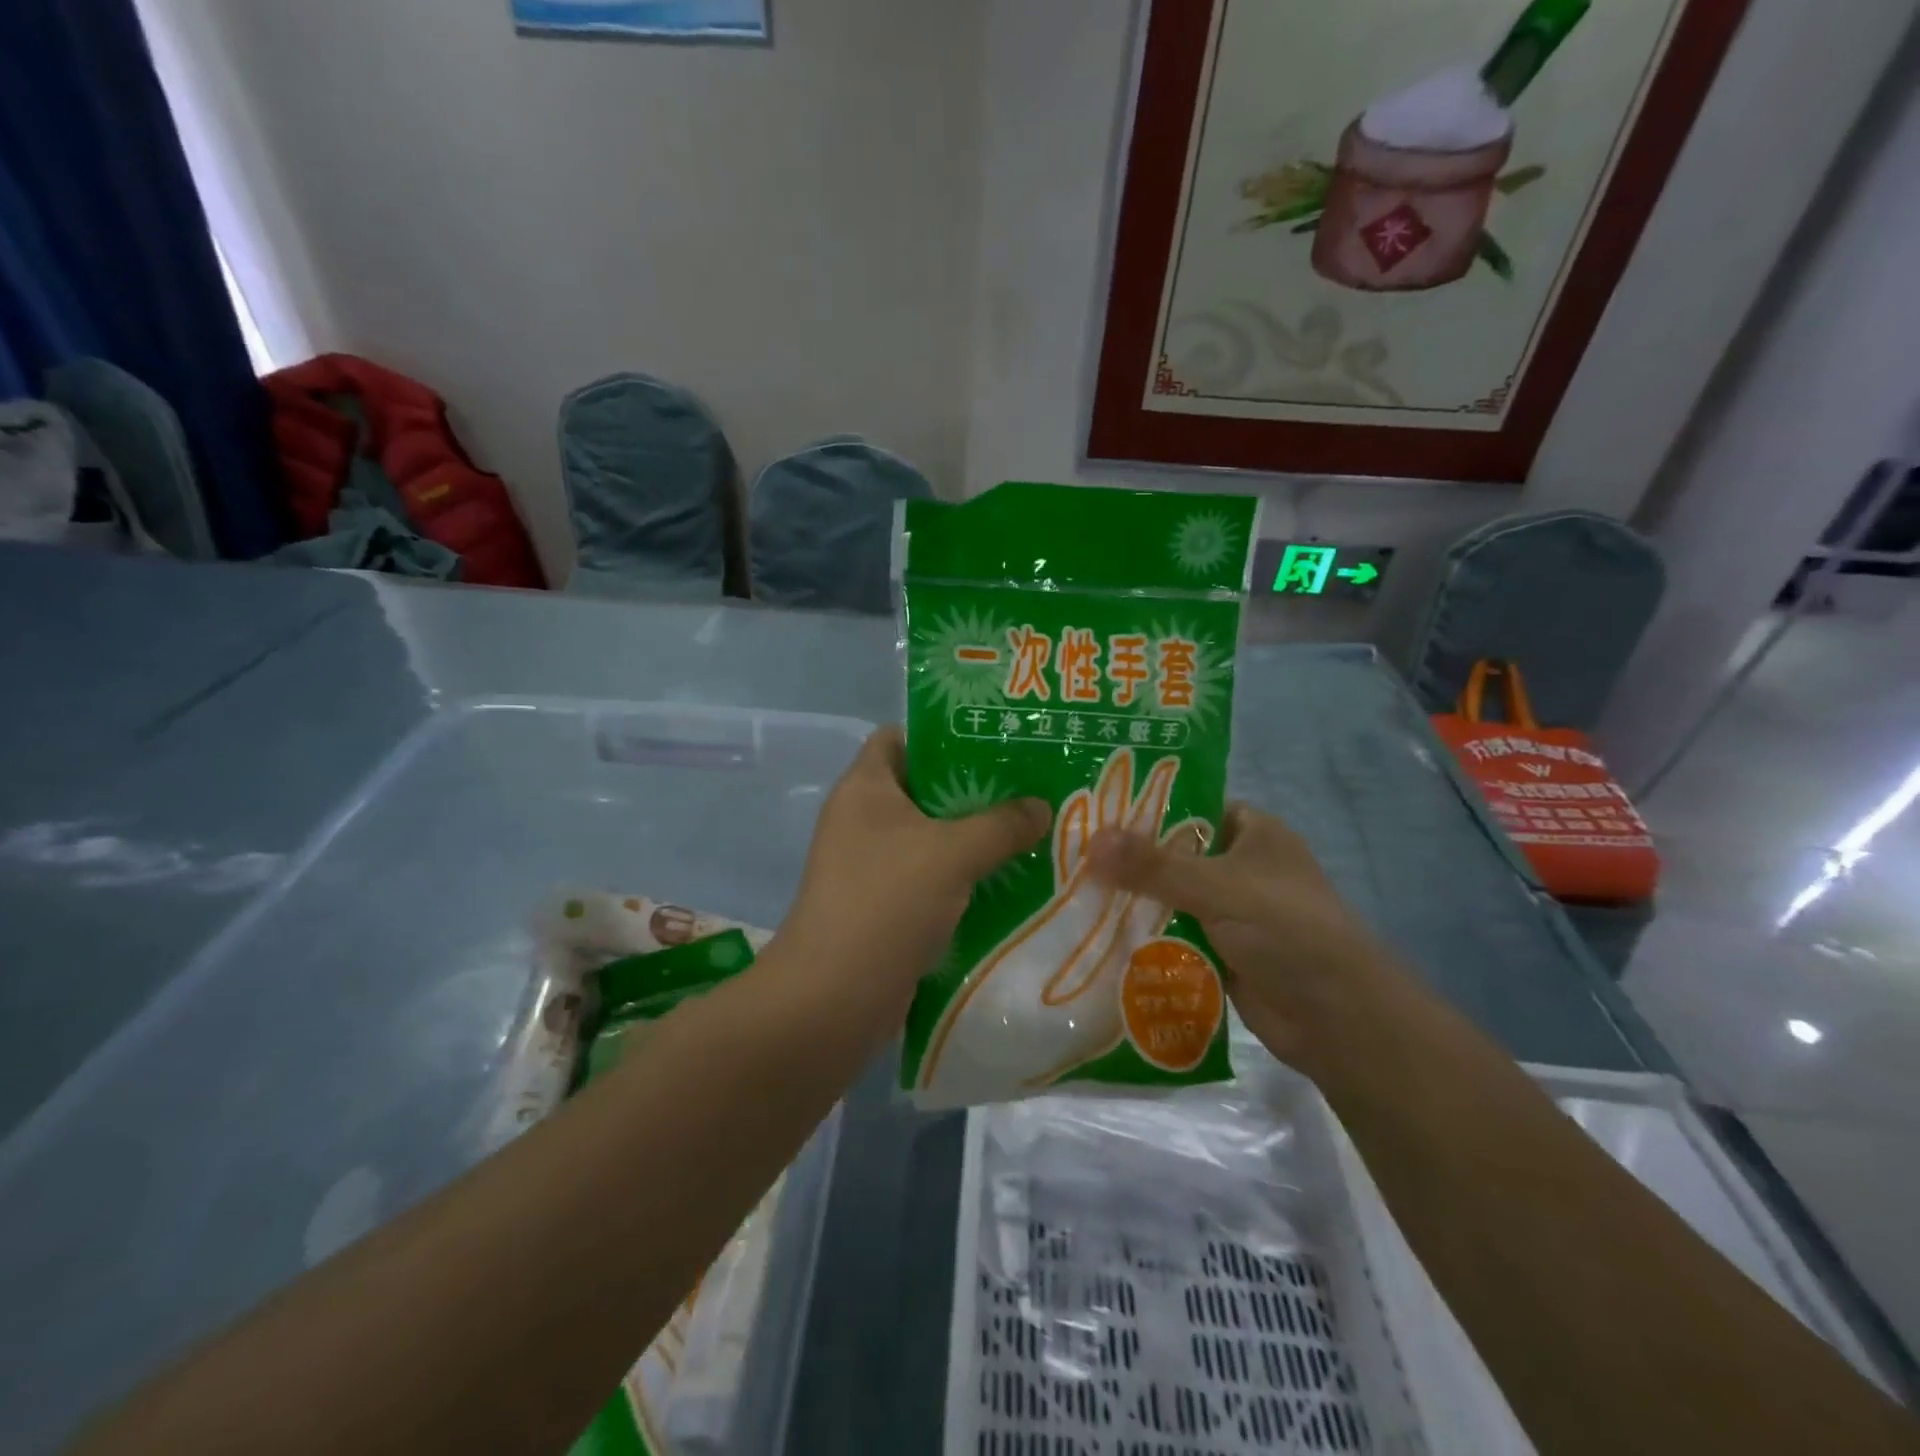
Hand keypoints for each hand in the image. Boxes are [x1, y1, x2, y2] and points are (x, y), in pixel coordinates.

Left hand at [780, 727, 1048, 1023]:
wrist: (835, 996)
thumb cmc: (888, 901)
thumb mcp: (953, 853)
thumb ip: (1002, 824)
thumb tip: (1040, 807)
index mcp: (865, 787)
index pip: (900, 736)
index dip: (943, 734)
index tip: (995, 742)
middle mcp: (861, 818)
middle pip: (922, 787)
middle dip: (973, 789)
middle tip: (1027, 789)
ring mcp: (868, 864)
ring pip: (929, 836)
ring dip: (972, 836)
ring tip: (1029, 831)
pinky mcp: (881, 903)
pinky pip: (928, 875)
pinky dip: (961, 875)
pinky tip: (1006, 879)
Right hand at [1086, 802, 1397, 1074]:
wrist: (1335, 1018)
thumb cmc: (1284, 929)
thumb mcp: (1216, 886)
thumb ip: (1153, 866)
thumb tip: (1091, 842)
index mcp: (1255, 833)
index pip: (1193, 806)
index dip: (1147, 806)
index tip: (1095, 809)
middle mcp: (1242, 867)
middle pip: (1175, 854)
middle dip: (1130, 858)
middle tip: (1071, 853)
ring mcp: (1232, 912)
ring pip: (1171, 897)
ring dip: (1133, 900)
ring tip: (1072, 891)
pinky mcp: (1221, 951)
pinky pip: (1174, 935)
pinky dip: (1145, 935)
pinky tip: (1098, 933)